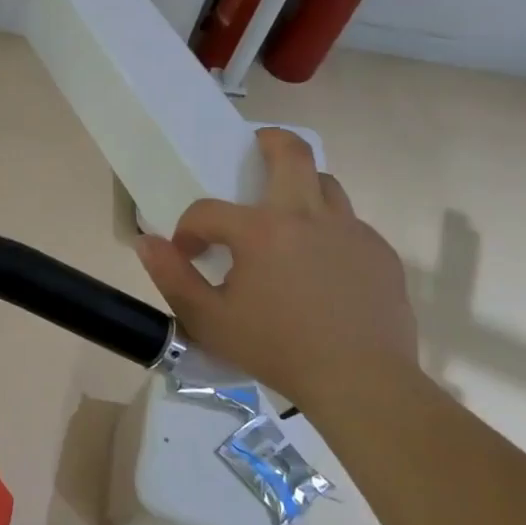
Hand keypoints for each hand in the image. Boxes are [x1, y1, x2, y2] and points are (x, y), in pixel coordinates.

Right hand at [134, 128, 418, 419]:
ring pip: (326, 185)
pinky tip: (319, 269)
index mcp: (262, 231)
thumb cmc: (276, 349)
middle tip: (253, 150)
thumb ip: (171, 276)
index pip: (208, 210)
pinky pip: (349, 226)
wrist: (361, 382)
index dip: (188, 229)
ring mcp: (352, 231)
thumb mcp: (208, 319)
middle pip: (292, 153)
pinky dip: (327, 233)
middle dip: (268, 142)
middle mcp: (309, 216)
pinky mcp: (380, 253)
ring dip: (300, 188)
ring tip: (284, 218)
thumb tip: (145, 242)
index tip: (188, 254)